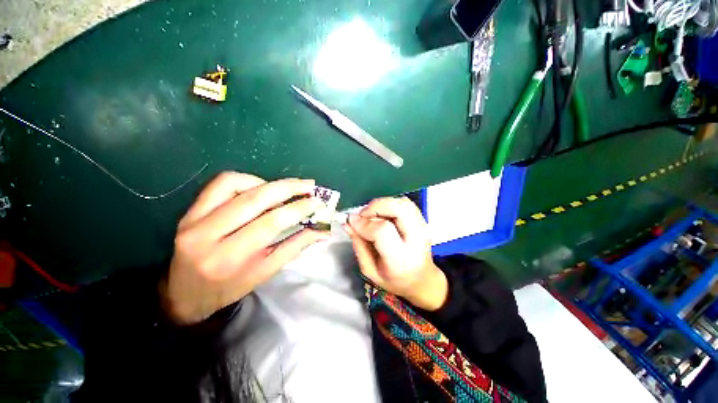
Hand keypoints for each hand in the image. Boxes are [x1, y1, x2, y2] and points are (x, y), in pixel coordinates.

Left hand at [162, 172, 328, 323]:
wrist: (183, 294)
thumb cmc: (229, 288)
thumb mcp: (266, 272)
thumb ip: (295, 247)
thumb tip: (322, 231)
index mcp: (230, 257)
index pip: (271, 222)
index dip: (298, 208)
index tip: (317, 202)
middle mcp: (208, 235)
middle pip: (255, 199)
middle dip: (288, 187)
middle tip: (309, 186)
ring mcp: (194, 219)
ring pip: (235, 184)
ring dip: (267, 183)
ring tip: (284, 190)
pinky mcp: (190, 211)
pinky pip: (221, 184)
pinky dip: (246, 181)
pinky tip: (259, 190)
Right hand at [344, 197, 447, 310]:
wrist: (422, 280)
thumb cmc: (394, 280)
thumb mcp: (370, 270)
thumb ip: (358, 245)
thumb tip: (348, 223)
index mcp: (401, 259)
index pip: (383, 231)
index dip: (364, 223)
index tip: (351, 221)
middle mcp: (416, 239)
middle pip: (399, 208)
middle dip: (376, 206)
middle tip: (363, 215)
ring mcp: (422, 227)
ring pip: (403, 202)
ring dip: (383, 204)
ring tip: (372, 215)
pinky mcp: (422, 221)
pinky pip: (405, 203)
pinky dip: (389, 204)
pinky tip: (382, 215)